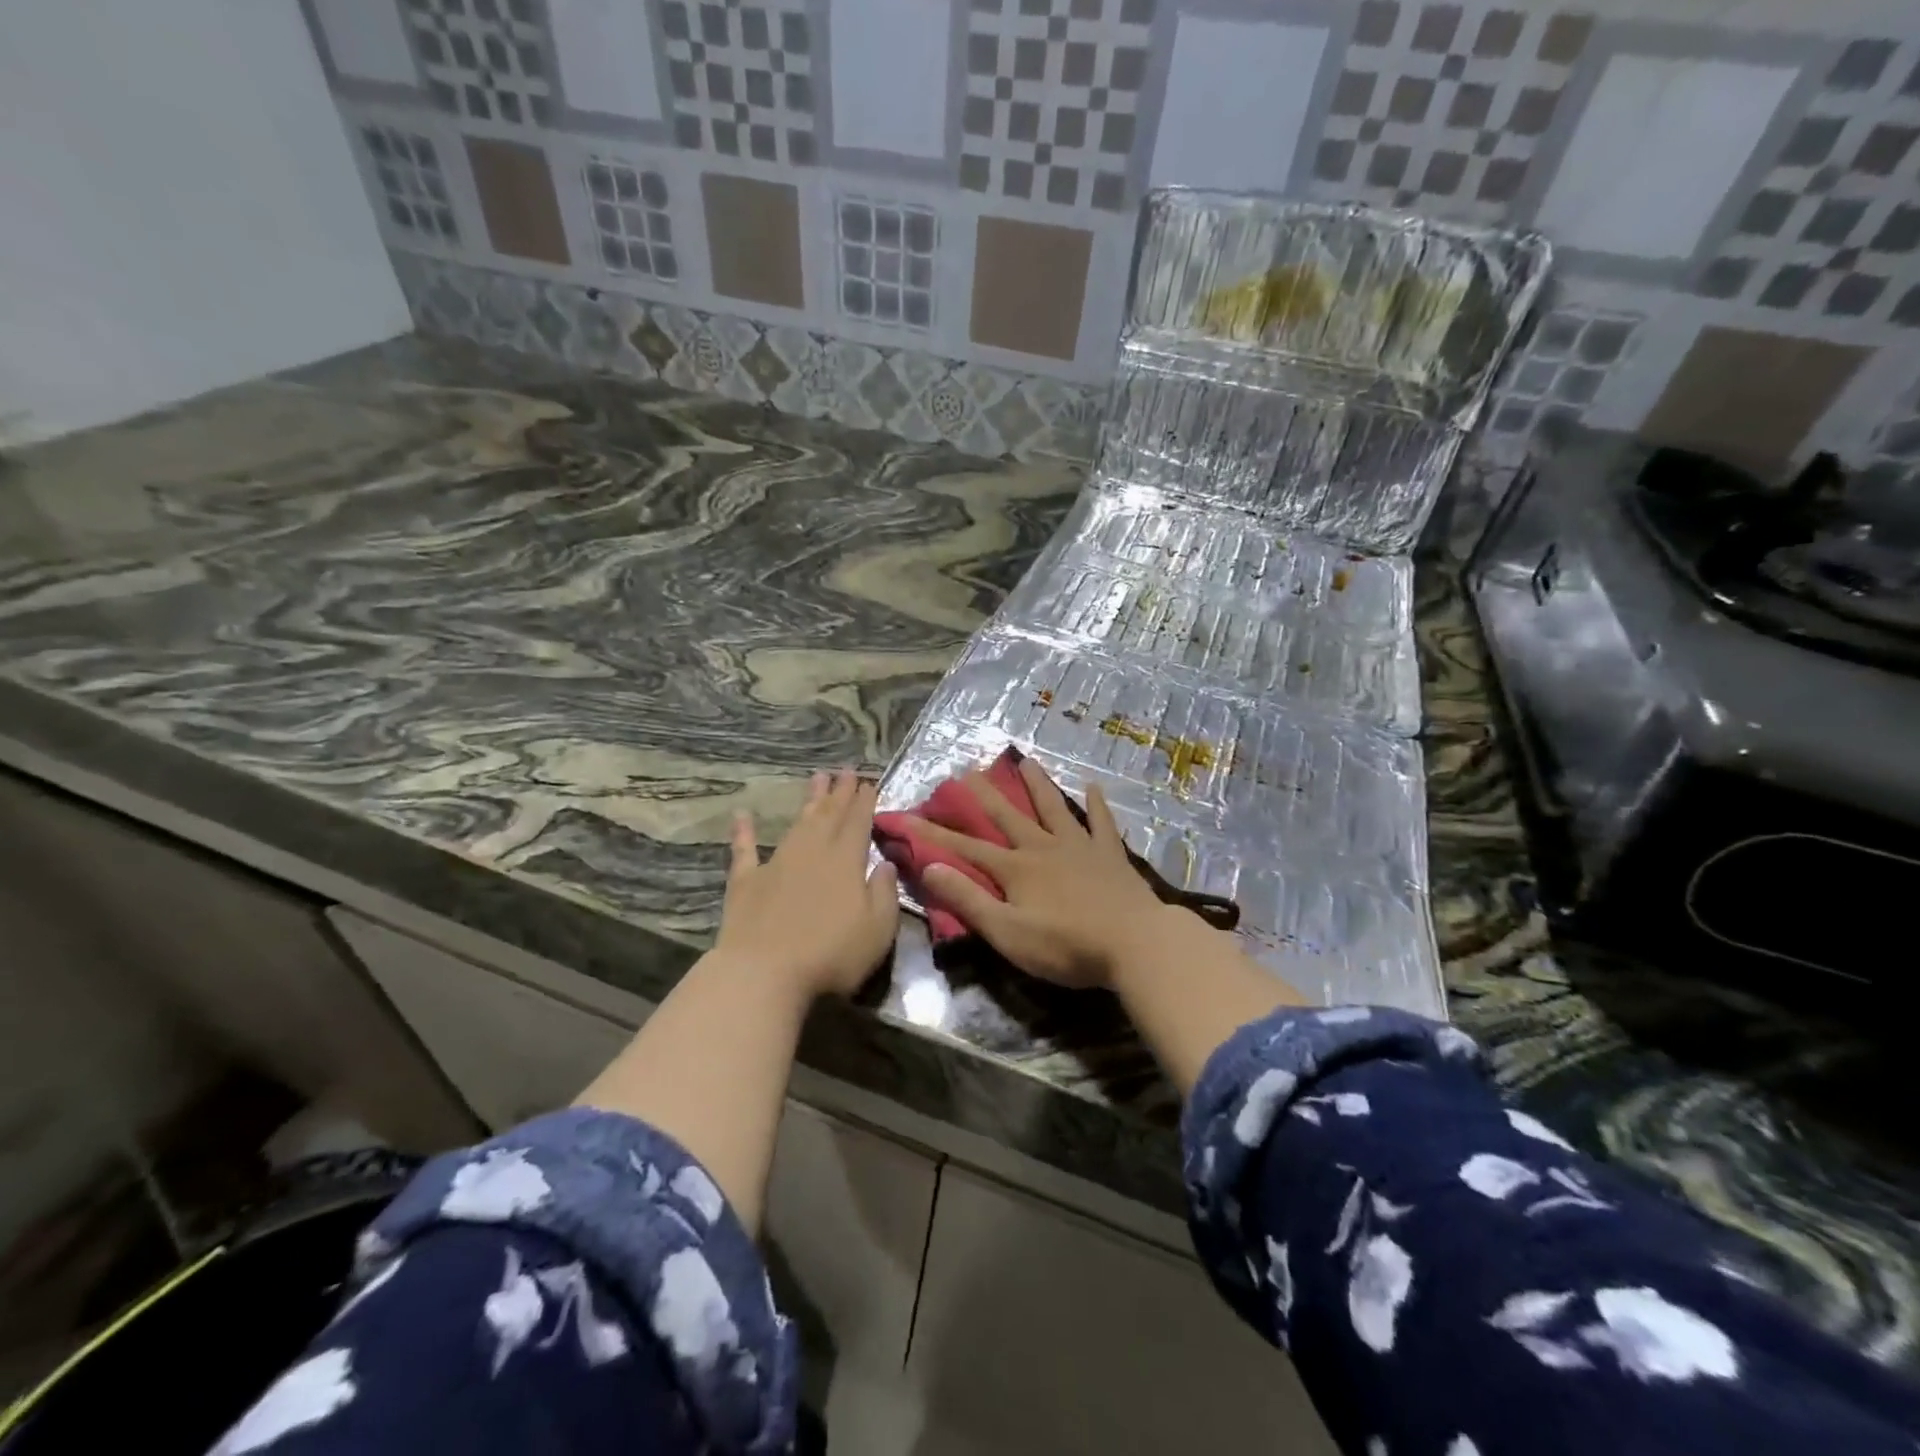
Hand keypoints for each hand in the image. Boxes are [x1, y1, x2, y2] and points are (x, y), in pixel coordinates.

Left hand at [714, 770, 899, 998]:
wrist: (763, 973)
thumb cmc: (830, 954)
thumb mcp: (877, 929)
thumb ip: (884, 893)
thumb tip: (886, 863)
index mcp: (846, 861)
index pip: (858, 823)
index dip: (864, 802)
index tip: (868, 781)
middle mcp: (812, 852)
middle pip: (828, 815)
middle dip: (839, 792)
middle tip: (844, 770)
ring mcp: (776, 864)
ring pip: (796, 823)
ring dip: (808, 800)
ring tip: (816, 777)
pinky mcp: (746, 882)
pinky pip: (745, 850)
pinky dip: (743, 831)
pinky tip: (741, 815)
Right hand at [915, 757, 1176, 988]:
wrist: (1134, 943)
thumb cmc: (1066, 946)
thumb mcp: (1007, 932)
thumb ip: (968, 900)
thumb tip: (929, 868)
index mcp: (1016, 869)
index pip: (966, 848)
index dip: (934, 834)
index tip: (908, 816)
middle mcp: (1044, 847)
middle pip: (1008, 816)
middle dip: (985, 794)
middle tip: (968, 769)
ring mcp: (1079, 846)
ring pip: (1053, 808)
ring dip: (1037, 784)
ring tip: (1026, 760)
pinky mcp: (1110, 854)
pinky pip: (1101, 822)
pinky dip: (1096, 804)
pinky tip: (1093, 786)